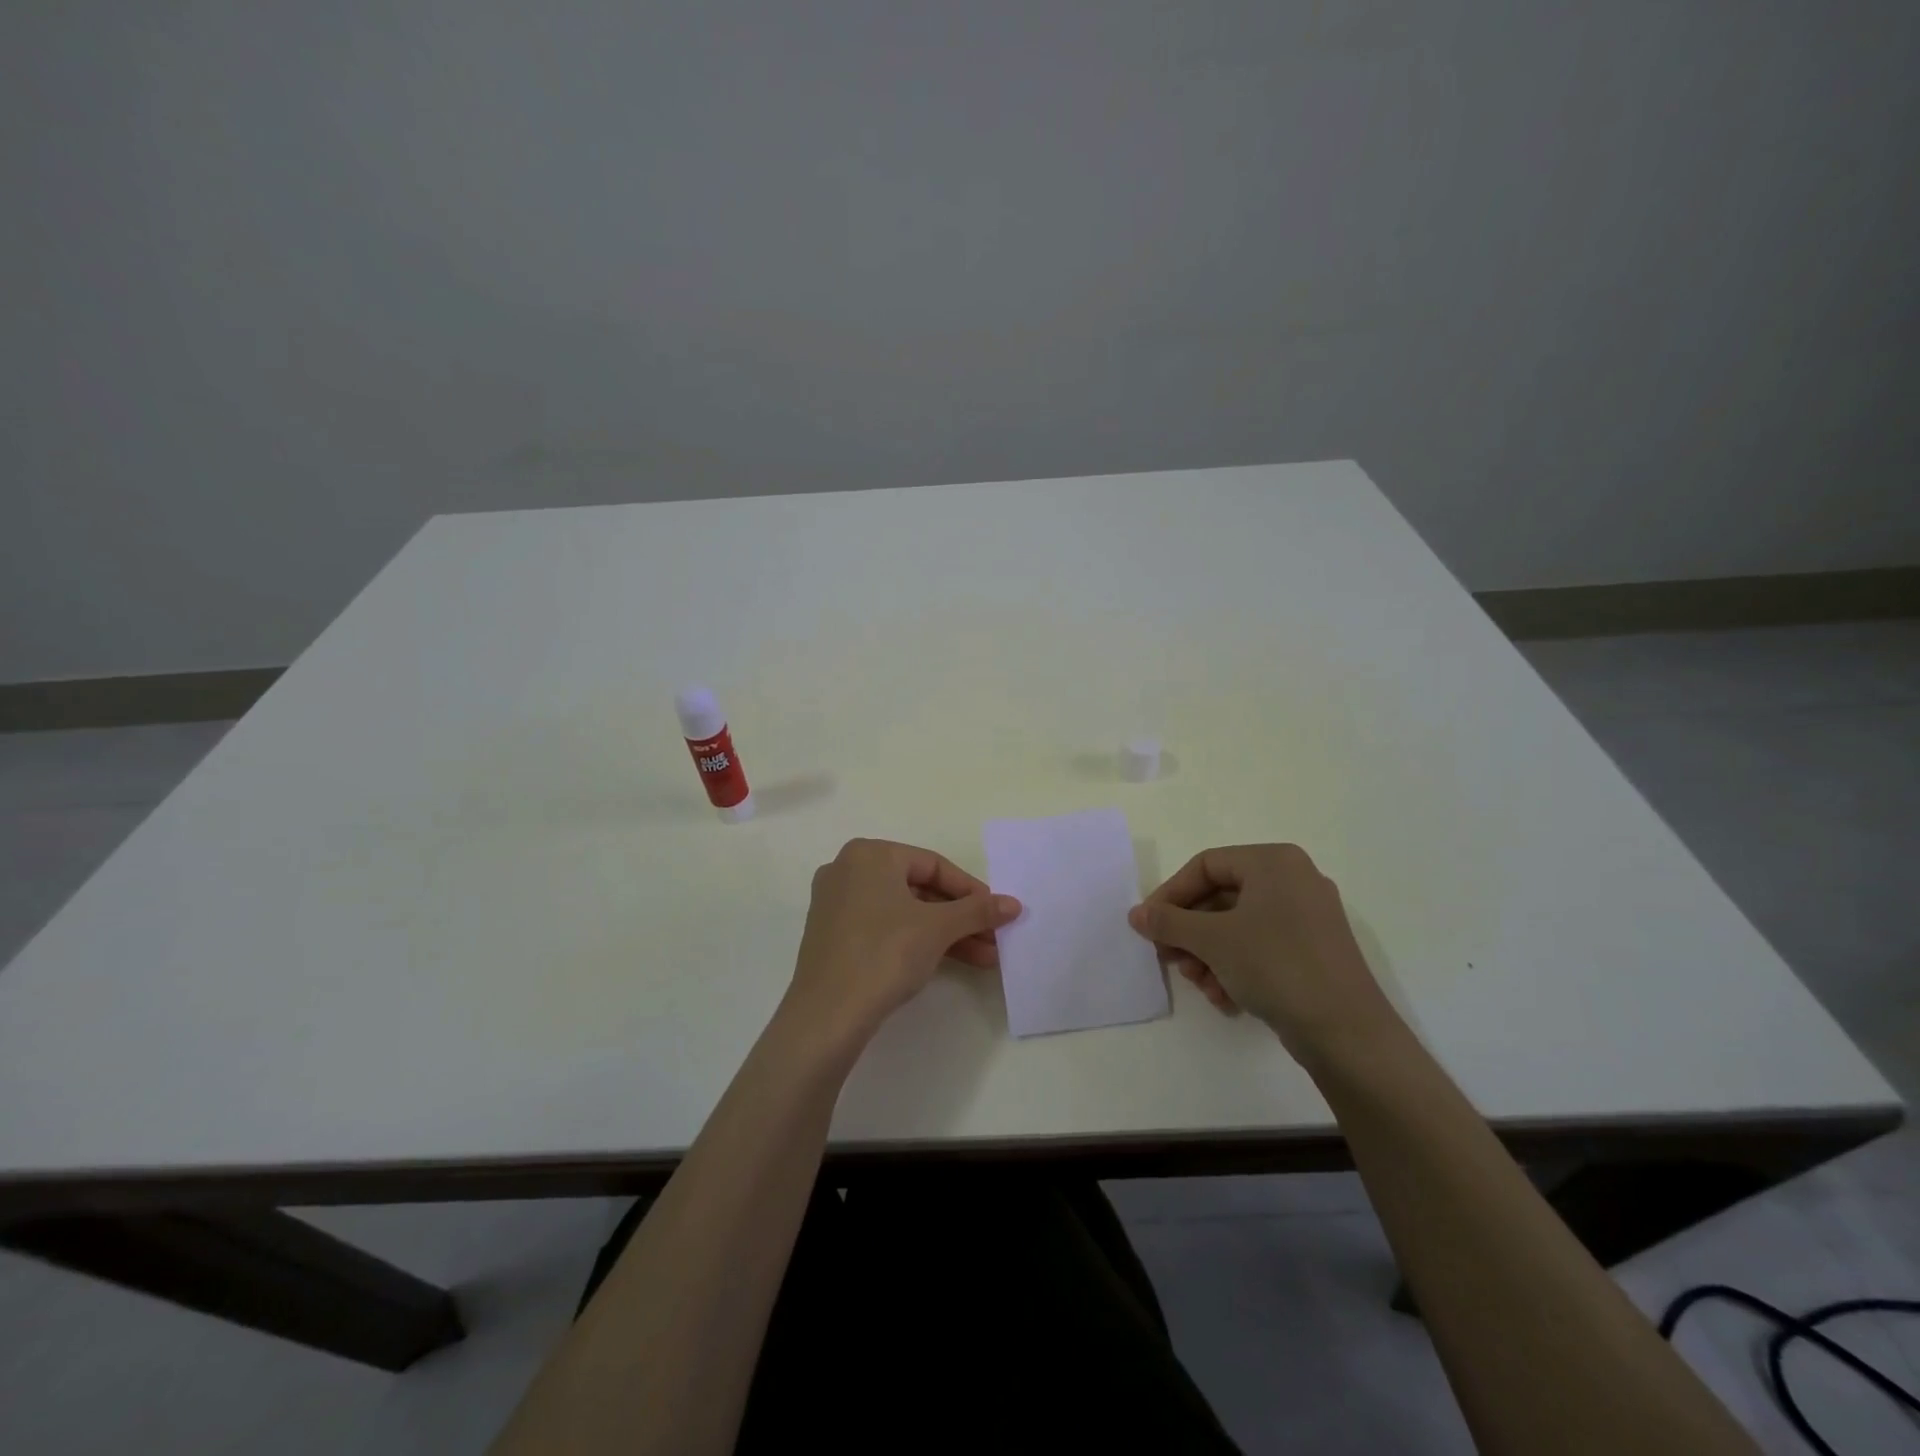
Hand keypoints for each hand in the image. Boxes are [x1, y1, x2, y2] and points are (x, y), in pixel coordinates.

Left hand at [784, 838, 1020, 1048]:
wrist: (827, 1015)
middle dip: (961, 917)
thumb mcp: (938, 928)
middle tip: (994, 938)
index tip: (997, 913)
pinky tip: (948, 961)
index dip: (971, 890)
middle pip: (919, 888)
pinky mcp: (833, 935)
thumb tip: (1014, 904)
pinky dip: (916, 940)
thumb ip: (978, 911)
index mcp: (870, 854)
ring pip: (904, 911)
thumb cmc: (885, 953)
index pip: (933, 864)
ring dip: (945, 933)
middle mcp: (848, 870)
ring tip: (984, 958)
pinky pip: (884, 927)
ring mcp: (836, 903)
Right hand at [1128, 843, 1401, 1064]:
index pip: (1205, 866)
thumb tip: (1136, 914)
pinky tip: (1225, 997)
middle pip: (1220, 897)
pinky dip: (1236, 967)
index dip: (1170, 895)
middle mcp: (1293, 880)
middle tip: (1170, 959)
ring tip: (1199, 984)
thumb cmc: (1276, 966)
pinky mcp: (1314, 951)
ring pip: (1238, 926)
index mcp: (1273, 862)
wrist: (1347, 1033)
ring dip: (1208, 955)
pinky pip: (1261, 946)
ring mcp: (1307, 916)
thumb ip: (1168, 922)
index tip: (1148, 926)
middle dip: (1190, 932)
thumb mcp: (1212, 940)